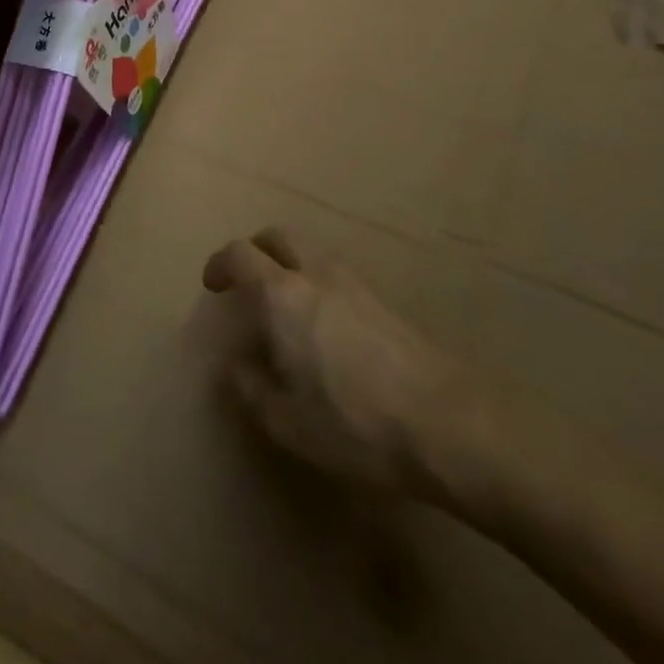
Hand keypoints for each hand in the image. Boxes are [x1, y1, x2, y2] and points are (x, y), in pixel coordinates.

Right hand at [203, 228, 477, 504]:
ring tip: (285, 307)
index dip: (219, 264)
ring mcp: (355, 284)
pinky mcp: (385, 303)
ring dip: (289, 265)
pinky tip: (325, 327)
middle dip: (255, 250)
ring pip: (311, 253)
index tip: (212, 286)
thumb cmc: (356, 423)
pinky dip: (317, 284)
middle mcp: (316, 275)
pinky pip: (336, 276)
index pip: (239, 255)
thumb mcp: (288, 422)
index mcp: (282, 295)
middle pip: (277, 236)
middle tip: (246, 281)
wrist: (451, 426)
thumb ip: (252, 388)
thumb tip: (235, 365)